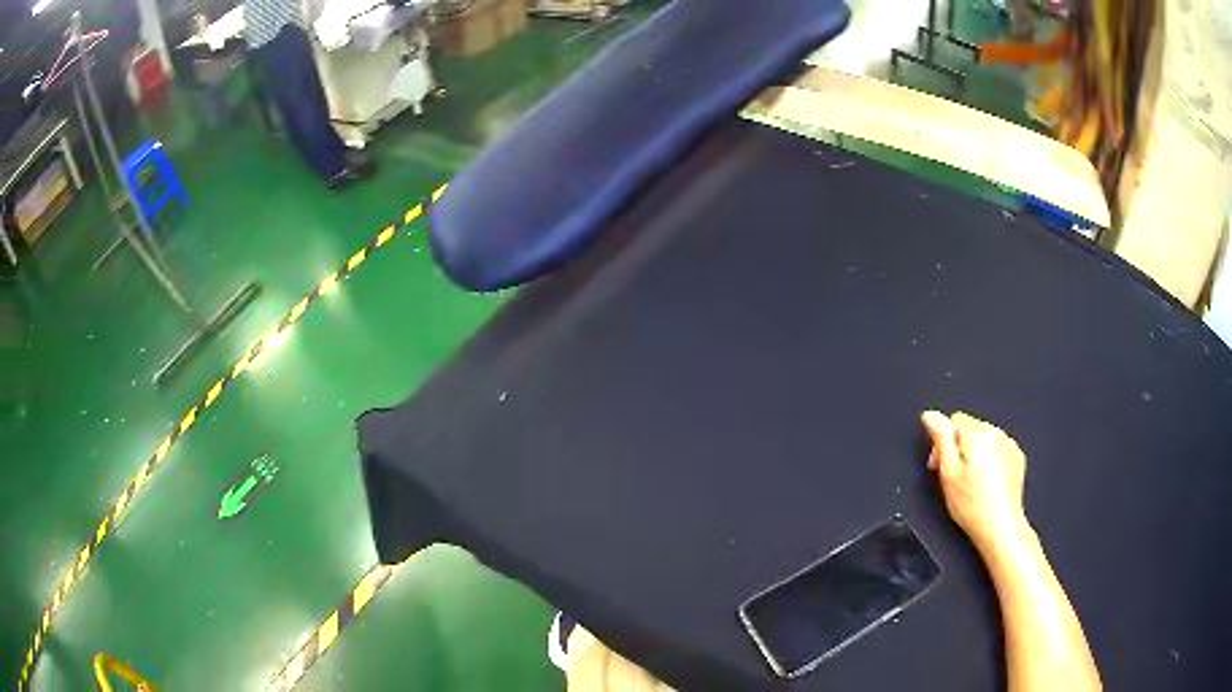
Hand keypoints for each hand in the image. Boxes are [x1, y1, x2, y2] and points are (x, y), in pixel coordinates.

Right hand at [921, 411, 1028, 550]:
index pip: (953, 420)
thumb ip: (940, 438)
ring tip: (971, 483)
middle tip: (953, 477)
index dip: (942, 442)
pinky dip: (990, 461)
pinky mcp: (1017, 458)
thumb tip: (931, 416)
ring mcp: (1009, 445)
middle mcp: (996, 434)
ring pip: (984, 439)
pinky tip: (986, 483)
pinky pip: (998, 449)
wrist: (1000, 526)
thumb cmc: (973, 505)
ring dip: (975, 454)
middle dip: (959, 448)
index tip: (940, 464)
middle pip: (969, 428)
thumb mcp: (948, 472)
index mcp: (977, 434)